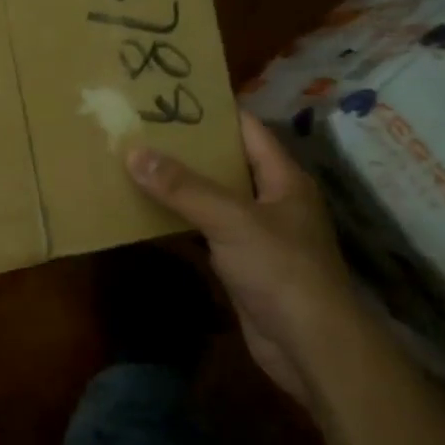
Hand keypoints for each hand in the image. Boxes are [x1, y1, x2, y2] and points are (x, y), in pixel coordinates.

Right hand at [127, 113, 358, 402]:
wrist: (309, 345)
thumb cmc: (281, 270)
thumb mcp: (231, 220)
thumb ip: (183, 188)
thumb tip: (135, 153)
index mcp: (283, 179)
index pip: (248, 131)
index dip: (214, 113)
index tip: (173, 100)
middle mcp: (273, 201)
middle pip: (228, 164)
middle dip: (190, 150)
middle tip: (145, 131)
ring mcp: (259, 235)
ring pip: (216, 200)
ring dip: (183, 188)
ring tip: (139, 165)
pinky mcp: (244, 265)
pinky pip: (209, 234)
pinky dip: (184, 223)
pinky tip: (151, 215)